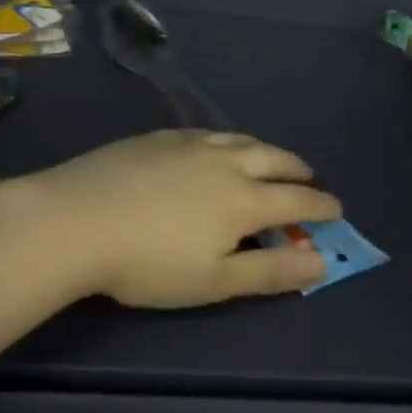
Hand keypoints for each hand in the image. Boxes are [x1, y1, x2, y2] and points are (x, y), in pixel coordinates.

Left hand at [11, 131, 342, 307]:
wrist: (74, 220)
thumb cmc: (148, 263)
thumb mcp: (215, 280)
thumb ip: (270, 271)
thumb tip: (321, 262)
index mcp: (245, 200)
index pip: (298, 200)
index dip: (322, 207)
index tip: (336, 210)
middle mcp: (226, 162)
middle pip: (275, 159)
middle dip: (298, 170)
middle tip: (308, 178)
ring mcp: (190, 144)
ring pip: (241, 139)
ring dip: (265, 150)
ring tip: (269, 158)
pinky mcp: (158, 137)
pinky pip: (207, 132)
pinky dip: (226, 140)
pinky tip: (213, 147)